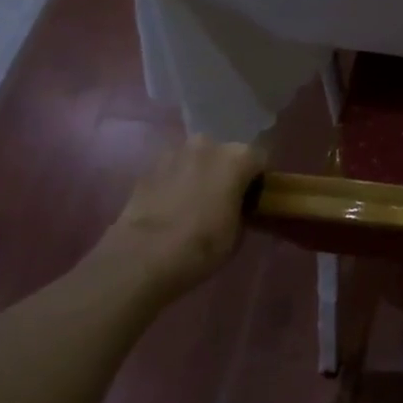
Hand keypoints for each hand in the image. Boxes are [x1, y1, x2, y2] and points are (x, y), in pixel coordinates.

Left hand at [91, 135, 266, 299]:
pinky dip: (176, 181)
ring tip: (195, 202)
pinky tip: (173, 205)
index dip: (259, 179)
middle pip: (226, 153)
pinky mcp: (148, 167)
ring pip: (197, 159)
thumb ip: (243, 206)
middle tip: (225, 199)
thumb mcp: (239, 231)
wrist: (143, 257)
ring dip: (201, 173)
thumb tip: (238, 203)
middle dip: (228, 171)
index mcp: (237, 157)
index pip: (260, 158)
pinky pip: (173, 169)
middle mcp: (207, 145)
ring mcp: (174, 153)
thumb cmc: (202, 245)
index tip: (254, 198)